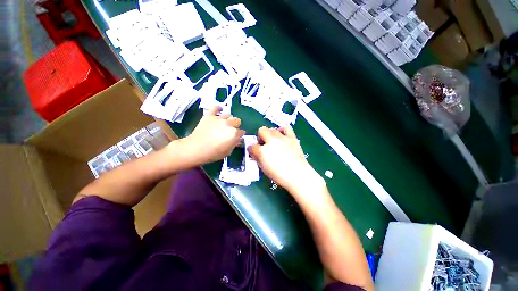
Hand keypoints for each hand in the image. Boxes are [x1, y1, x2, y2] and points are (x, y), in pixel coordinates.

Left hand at [176, 106, 244, 166]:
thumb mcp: (227, 152)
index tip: (237, 138)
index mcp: (234, 133)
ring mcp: (219, 118)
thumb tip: (237, 140)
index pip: (241, 132)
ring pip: (229, 115)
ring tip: (224, 124)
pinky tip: (219, 111)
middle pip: (237, 121)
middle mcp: (228, 124)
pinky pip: (215, 108)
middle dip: (236, 125)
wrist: (195, 149)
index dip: (239, 135)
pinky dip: (218, 109)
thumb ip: (234, 144)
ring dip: (228, 119)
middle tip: (231, 131)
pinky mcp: (209, 115)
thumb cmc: (213, 153)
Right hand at [248, 126, 324, 197]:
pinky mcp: (292, 137)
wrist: (298, 175)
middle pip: (261, 130)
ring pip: (272, 129)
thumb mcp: (264, 169)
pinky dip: (283, 131)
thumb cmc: (280, 176)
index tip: (254, 152)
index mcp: (262, 151)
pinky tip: (282, 136)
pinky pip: (286, 128)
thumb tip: (255, 153)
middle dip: (260, 137)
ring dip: (270, 134)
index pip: (252, 146)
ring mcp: (282, 138)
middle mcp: (271, 141)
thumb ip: (258, 159)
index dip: (251, 149)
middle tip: (264, 144)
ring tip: (273, 141)